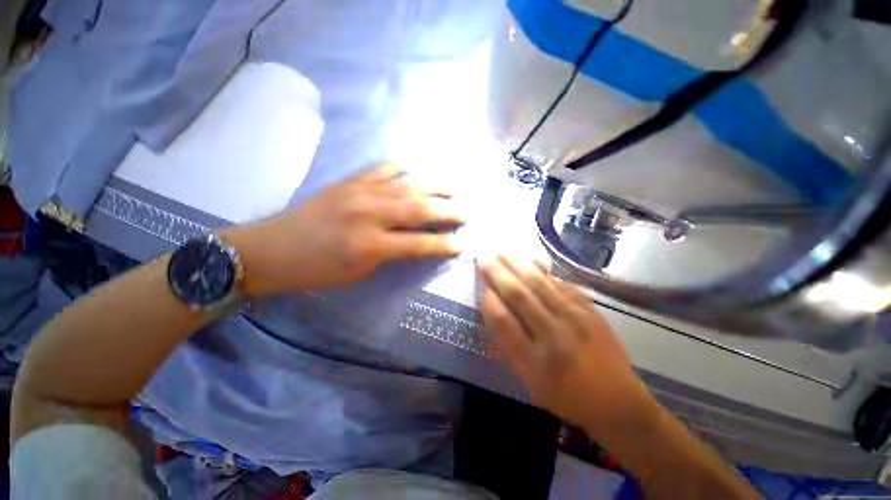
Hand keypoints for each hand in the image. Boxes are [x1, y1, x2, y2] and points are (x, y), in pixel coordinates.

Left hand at [221, 164, 463, 294]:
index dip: (443, 244)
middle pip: (419, 209)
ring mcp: (359, 192)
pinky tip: (415, 170)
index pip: (419, 244)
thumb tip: (416, 241)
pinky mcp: (349, 181)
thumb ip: (391, 253)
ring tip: (453, 189)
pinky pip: (382, 169)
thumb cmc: (318, 270)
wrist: (274, 248)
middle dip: (448, 211)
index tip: (461, 243)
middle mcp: (370, 214)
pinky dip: (402, 168)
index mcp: (371, 245)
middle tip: (467, 212)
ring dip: (434, 187)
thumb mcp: (359, 272)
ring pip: (407, 185)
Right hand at [477, 256, 650, 433]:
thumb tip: (495, 314)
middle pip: (520, 296)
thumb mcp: (531, 383)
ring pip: (541, 284)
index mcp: (536, 362)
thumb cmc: (567, 398)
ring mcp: (577, 320)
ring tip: (503, 252)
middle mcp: (555, 336)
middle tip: (484, 258)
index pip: (503, 321)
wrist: (619, 403)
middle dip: (498, 274)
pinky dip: (545, 271)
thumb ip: (509, 349)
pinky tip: (534, 260)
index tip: (481, 287)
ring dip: (518, 265)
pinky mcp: (592, 312)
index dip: (488, 300)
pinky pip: (563, 285)